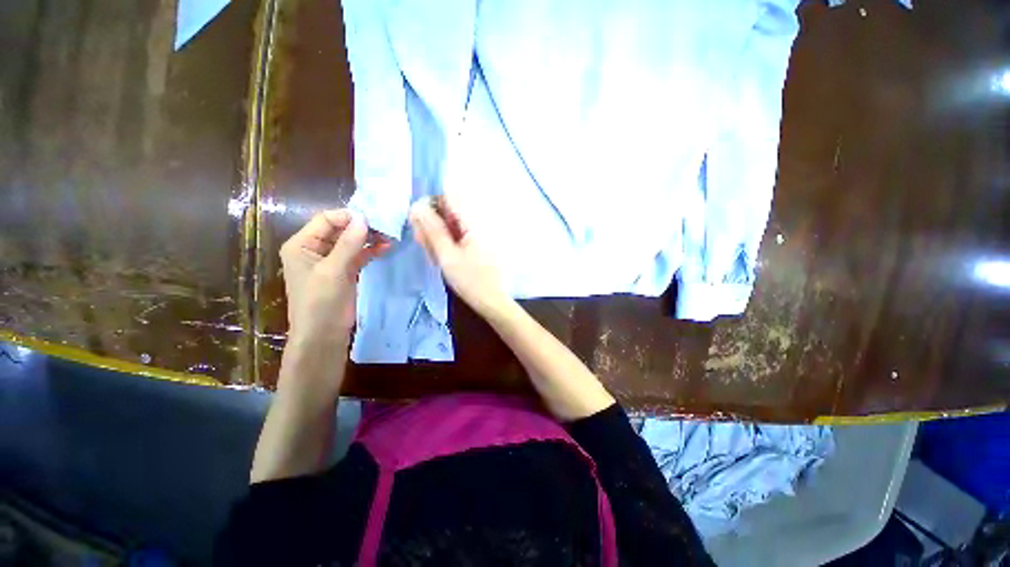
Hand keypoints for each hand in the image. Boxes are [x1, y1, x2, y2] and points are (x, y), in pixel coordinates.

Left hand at [279, 209, 388, 346]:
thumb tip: (363, 219)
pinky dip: (370, 251)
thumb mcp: (333, 271)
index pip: (325, 219)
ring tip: (389, 237)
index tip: (373, 219)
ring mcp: (331, 260)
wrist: (324, 335)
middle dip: (362, 228)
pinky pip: (358, 255)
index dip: (348, 217)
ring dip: (369, 239)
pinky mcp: (344, 271)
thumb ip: (348, 244)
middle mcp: (314, 248)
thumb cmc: (321, 302)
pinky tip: (385, 248)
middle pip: (340, 229)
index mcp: (301, 244)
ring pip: (351, 242)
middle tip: (385, 228)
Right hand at [409, 199, 511, 316]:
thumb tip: (417, 206)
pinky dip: (448, 241)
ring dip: (439, 234)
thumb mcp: (447, 256)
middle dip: (433, 223)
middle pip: (450, 210)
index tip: (419, 222)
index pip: (449, 196)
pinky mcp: (479, 242)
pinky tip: (443, 255)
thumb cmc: (470, 280)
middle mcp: (479, 222)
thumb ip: (432, 230)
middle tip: (424, 243)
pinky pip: (459, 234)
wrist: (492, 301)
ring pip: (452, 223)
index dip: (430, 204)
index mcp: (474, 222)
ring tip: (434, 254)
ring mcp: (480, 232)